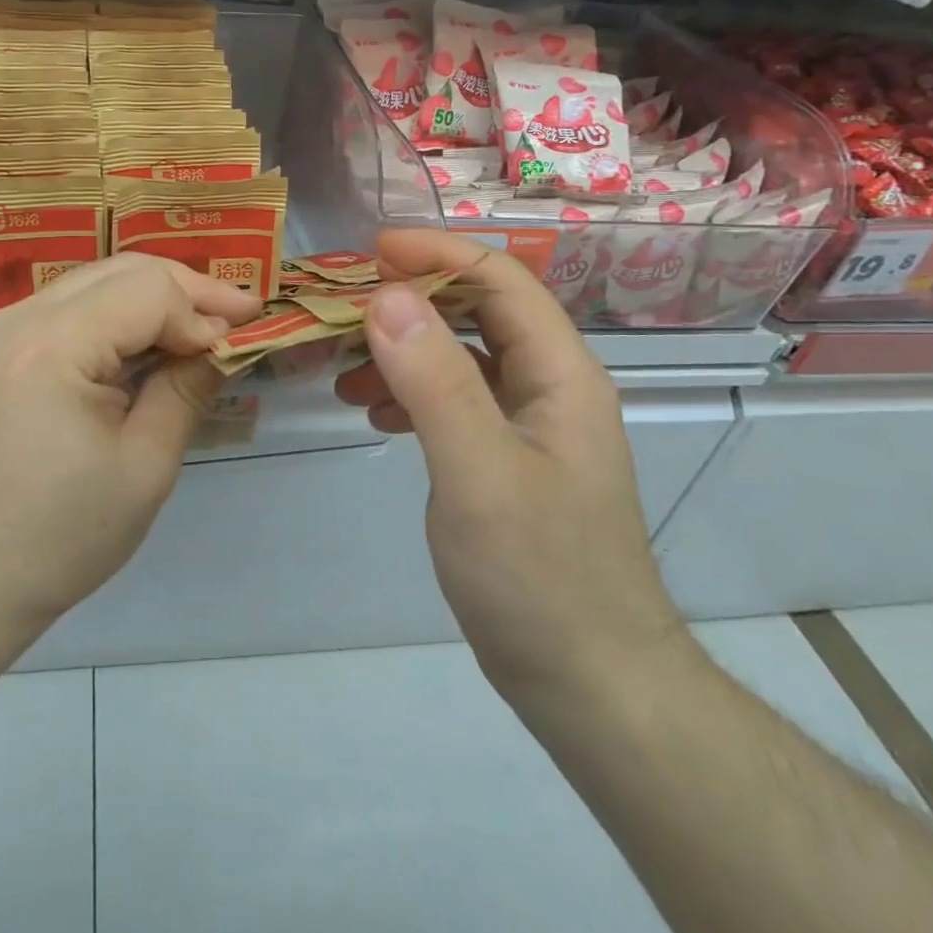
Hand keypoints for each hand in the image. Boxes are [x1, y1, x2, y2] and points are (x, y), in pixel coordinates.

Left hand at [0, 254, 261, 636]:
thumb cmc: (61, 536)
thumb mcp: (144, 466)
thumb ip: (186, 389)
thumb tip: (223, 341)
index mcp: (50, 345)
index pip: (147, 291)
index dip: (202, 308)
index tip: (242, 338)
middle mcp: (19, 318)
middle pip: (122, 271)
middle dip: (187, 289)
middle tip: (239, 315)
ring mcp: (3, 328)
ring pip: (99, 280)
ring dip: (156, 297)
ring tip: (205, 324)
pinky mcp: (2, 346)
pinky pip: (74, 306)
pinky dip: (121, 314)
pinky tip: (153, 339)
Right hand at [335, 229, 691, 706]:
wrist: (588, 682)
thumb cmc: (538, 574)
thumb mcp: (478, 472)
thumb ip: (435, 380)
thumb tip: (387, 297)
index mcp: (559, 372)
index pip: (500, 279)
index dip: (437, 253)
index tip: (371, 249)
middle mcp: (548, 384)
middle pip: (477, 310)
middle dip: (410, 298)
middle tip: (343, 304)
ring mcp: (527, 422)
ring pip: (460, 355)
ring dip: (402, 348)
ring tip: (343, 368)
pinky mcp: (505, 456)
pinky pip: (453, 399)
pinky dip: (410, 392)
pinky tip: (374, 411)